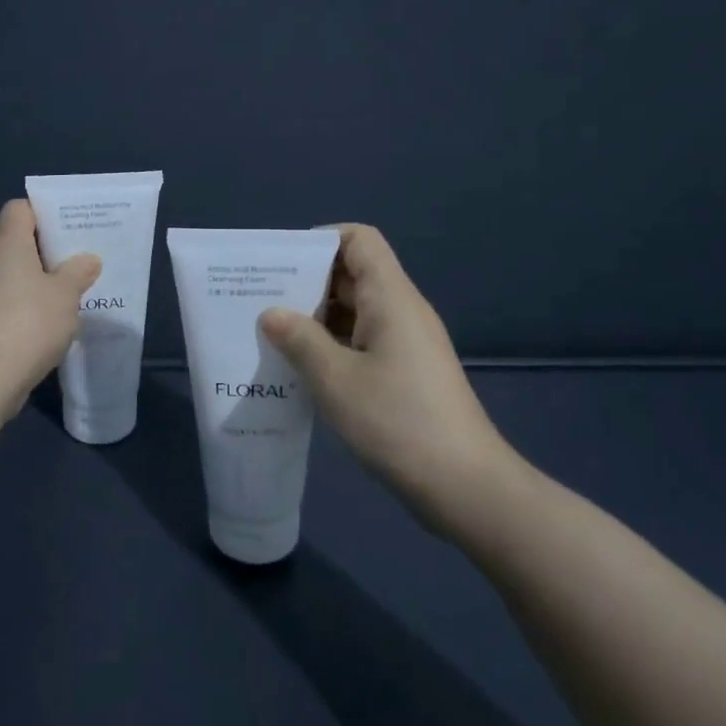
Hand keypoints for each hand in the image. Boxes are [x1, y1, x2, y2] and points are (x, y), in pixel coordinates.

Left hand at [0, 199, 101, 418]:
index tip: (70, 226)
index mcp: (7, 243)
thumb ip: (78, 272)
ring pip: (15, 276)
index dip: (44, 212)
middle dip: (49, 250)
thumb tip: (87, 259)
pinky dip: (29, 308)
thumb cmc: (29, 321)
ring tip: (73, 292)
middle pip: (18, 243)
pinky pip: (10, 303)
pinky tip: (53, 322)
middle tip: (81, 260)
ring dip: (40, 282)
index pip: (20, 209)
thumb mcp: (66, 294)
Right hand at [259, 223, 524, 543]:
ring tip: (272, 335)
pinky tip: (301, 368)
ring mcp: (407, 344)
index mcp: (391, 298)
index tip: (280, 263)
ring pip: (356, 312)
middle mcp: (402, 311)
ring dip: (316, 318)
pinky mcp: (407, 373)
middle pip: (353, 274)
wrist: (464, 486)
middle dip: (307, 281)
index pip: (359, 240)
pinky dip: (332, 345)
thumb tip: (271, 314)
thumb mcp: (335, 379)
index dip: (320, 240)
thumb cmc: (397, 422)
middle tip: (260, 300)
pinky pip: (363, 341)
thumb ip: (299, 340)